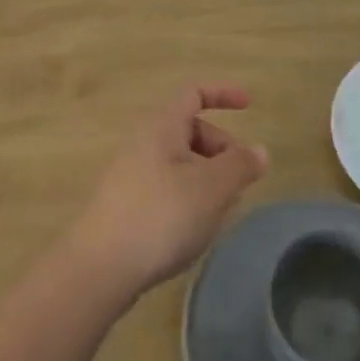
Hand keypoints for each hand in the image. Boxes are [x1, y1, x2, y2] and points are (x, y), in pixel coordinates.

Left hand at [67, 86, 269, 297]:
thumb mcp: (212, 188)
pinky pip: (168, 187)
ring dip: (208, 178)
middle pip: (190, 130)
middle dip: (221, 148)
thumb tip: (258, 150)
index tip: (249, 106)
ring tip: (221, 211)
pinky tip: (195, 230)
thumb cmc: (161, 216)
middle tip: (240, 181)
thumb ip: (240, 165)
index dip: (222, 93)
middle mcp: (143, 143)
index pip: (193, 94)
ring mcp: (131, 175)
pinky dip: (190, 198)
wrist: (101, 267)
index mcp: (161, 127)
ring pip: (181, 163)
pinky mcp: (127, 205)